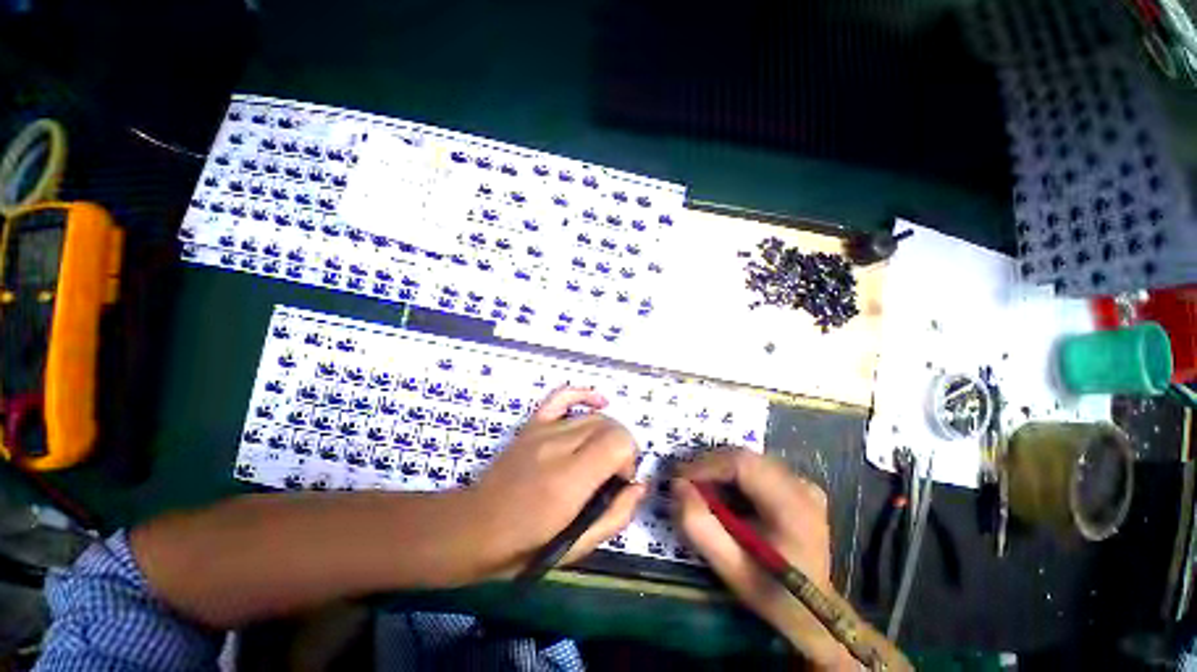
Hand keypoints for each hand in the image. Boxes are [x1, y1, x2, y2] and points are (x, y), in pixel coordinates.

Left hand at [465, 387, 647, 579]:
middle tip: (612, 474)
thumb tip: (639, 485)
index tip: (620, 481)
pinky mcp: (533, 423)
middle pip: (609, 425)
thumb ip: (616, 515)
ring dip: (609, 432)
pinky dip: (584, 394)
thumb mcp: (578, 546)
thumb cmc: (526, 545)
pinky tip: (599, 402)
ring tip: (602, 455)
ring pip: (593, 416)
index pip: (618, 442)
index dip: (629, 459)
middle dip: (622, 447)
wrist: (476, 527)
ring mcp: (543, 430)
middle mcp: (558, 446)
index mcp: (570, 479)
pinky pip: (563, 396)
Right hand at [672, 450, 854, 670]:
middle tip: (685, 483)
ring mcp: (802, 483)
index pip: (743, 464)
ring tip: (701, 489)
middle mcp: (801, 485)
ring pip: (748, 459)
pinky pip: (756, 467)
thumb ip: (699, 526)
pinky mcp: (797, 485)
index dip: (706, 464)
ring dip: (719, 469)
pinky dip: (732, 475)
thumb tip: (677, 485)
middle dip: (709, 465)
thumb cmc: (770, 592)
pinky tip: (724, 494)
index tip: (679, 477)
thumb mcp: (729, 567)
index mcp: (793, 506)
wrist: (813, 611)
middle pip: (744, 457)